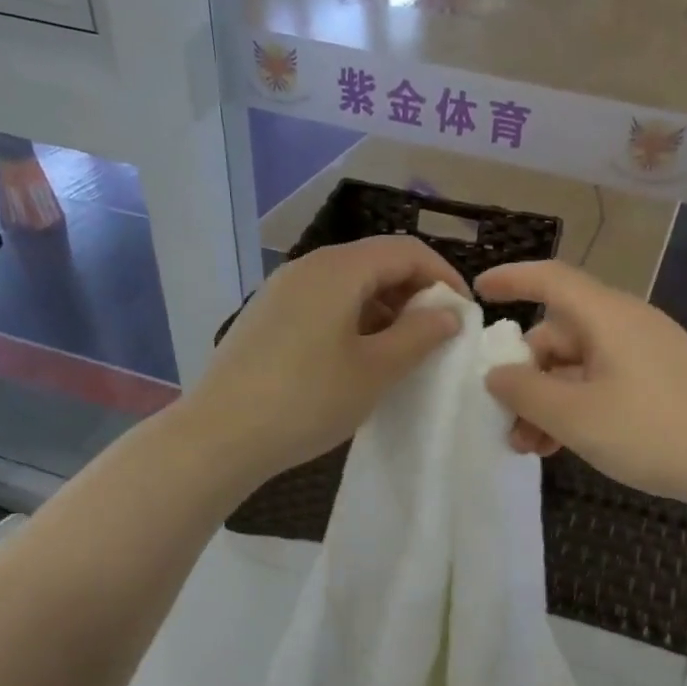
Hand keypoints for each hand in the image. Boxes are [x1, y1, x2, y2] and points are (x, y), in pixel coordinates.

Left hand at [188, 235, 467, 484]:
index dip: (443, 276)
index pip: (405, 250)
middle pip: (375, 262)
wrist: (222, 435)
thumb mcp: (375, 370)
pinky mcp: (266, 317)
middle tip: (436, 336)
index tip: (464, 314)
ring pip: (348, 285)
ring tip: (401, 352)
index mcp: (338, 269)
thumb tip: (449, 313)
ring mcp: (281, 291)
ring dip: (384, 310)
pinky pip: (323, 305)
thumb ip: (419, 336)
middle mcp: (308, 267)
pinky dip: (353, 321)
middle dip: (414, 293)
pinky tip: (358, 360)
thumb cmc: (308, 400)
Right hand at [475, 261, 686, 514]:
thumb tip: (496, 374)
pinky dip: (578, 407)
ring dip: (549, 401)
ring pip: (580, 366)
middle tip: (507, 423)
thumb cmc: (652, 431)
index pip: (551, 279)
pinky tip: (567, 445)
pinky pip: (604, 383)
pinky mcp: (661, 383)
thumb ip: (525, 391)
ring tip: (533, 447)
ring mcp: (648, 354)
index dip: (512, 279)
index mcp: (607, 316)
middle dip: (526, 377)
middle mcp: (627, 325)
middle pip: (560, 334)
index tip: (479, 293)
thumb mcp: (575, 416)